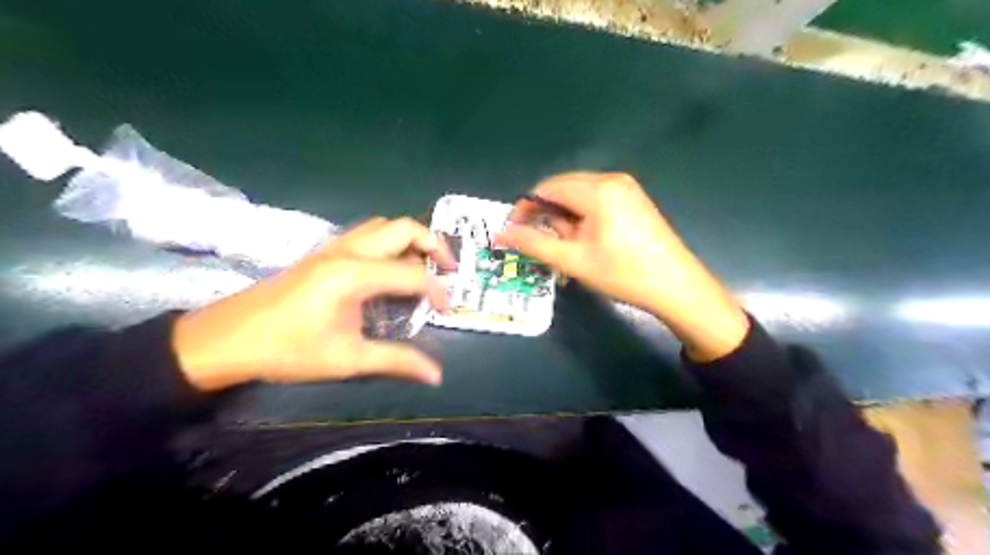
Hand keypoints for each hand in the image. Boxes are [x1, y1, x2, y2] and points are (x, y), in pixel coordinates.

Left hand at [171, 218, 455, 389]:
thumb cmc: (287, 350)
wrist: (225, 339)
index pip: (413, 273)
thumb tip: (436, 375)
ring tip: (422, 266)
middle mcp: (348, 251)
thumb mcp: (347, 359)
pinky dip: (389, 242)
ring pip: (383, 225)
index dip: (437, 291)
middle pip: (404, 228)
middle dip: (434, 244)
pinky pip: (366, 234)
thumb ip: (397, 361)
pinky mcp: (322, 253)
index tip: (446, 310)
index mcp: (355, 274)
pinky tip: (388, 268)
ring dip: (410, 239)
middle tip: (448, 270)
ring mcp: (332, 247)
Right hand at [499, 172, 746, 361]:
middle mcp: (612, 180)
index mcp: (597, 189)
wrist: (676, 286)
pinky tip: (586, 242)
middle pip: (563, 189)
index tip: (516, 232)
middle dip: (547, 215)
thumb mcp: (572, 260)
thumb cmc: (622, 273)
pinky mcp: (634, 200)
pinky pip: (596, 201)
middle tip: (543, 244)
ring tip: (568, 249)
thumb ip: (533, 244)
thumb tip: (502, 234)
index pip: (547, 187)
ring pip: (579, 196)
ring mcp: (627, 188)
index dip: (526, 208)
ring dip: (565, 219)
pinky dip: (582, 218)